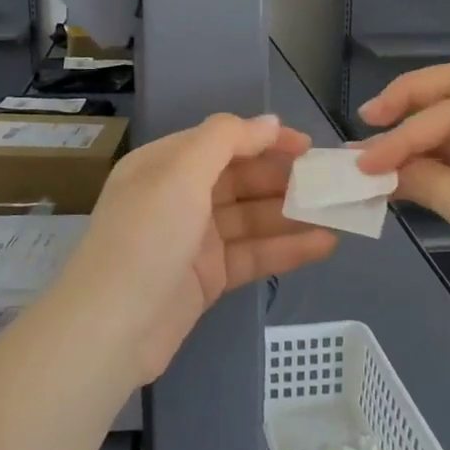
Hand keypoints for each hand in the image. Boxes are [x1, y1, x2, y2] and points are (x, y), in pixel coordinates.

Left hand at [63, 113, 336, 383]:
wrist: (111, 328)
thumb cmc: (146, 235)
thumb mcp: (181, 172)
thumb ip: (226, 139)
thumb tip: (268, 121)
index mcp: (165, 164)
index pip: (223, 141)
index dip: (265, 139)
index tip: (308, 146)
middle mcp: (179, 196)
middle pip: (240, 179)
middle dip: (283, 178)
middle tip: (330, 182)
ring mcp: (194, 239)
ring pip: (251, 218)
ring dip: (292, 214)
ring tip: (338, 212)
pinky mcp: (208, 278)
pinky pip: (253, 254)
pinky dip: (286, 249)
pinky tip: (324, 244)